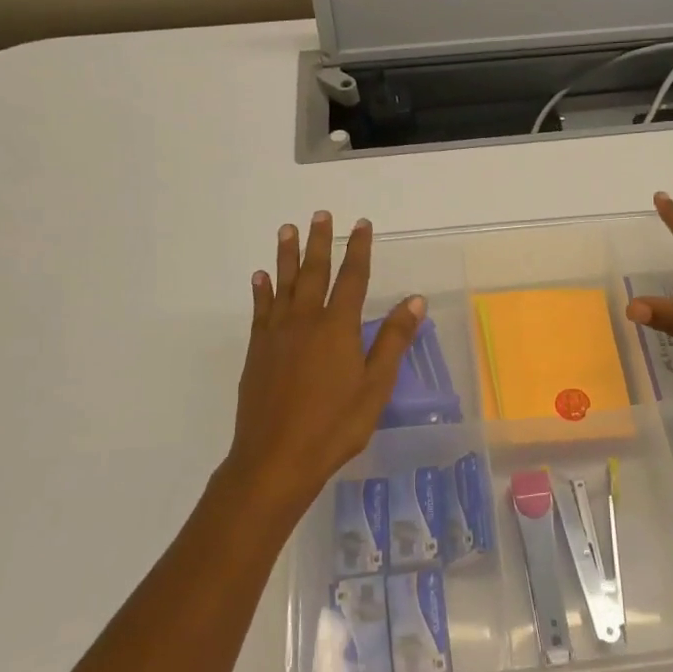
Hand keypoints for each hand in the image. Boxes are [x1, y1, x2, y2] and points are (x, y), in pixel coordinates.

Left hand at [223, 212, 424, 512]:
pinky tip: (259, 277)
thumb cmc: (335, 425)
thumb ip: (393, 340)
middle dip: (319, 242)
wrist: (276, 458)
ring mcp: (277, 334)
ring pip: (283, 284)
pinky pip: (260, 310)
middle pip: (313, 272)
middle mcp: (305, 321)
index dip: (358, 249)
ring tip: (287, 229)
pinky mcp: (257, 351)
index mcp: (338, 327)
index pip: (352, 278)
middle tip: (319, 214)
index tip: (361, 224)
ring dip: (286, 255)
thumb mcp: (375, 386)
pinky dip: (261, 290)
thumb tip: (415, 300)